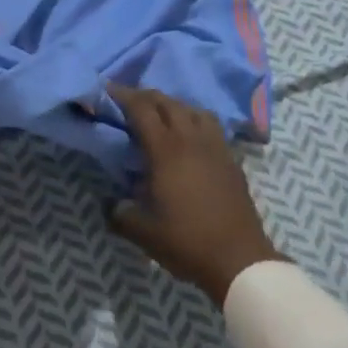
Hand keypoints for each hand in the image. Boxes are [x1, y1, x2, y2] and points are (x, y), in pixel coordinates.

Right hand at [106, 85, 284, 305]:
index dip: (123, 95)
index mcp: (166, 150)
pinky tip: (189, 136)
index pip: (142, 110)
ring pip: (192, 108)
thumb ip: (121, 214)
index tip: (108, 89)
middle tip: (128, 101)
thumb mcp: (144, 233)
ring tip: (160, 115)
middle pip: (167, 102)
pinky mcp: (230, 158)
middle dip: (145, 96)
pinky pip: (209, 124)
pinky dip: (193, 118)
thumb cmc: (188, 242)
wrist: (239, 258)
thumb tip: (112, 204)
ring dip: (172, 104)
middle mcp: (191, 138)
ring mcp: (215, 145)